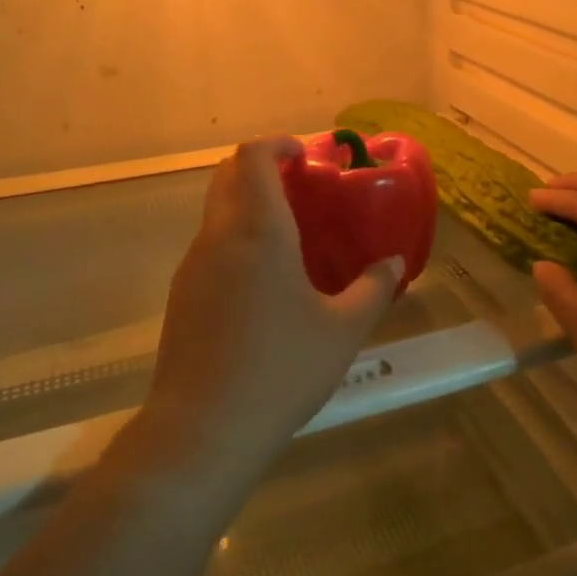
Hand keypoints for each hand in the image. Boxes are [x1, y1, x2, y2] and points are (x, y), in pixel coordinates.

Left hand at [135, 135, 403, 487]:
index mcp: (258, 230)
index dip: (277, 144)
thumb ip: (374, 289)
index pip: (252, 157)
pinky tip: (264, 281)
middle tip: (301, 186)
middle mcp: (219, 236)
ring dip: (248, 204)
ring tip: (290, 233)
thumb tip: (394, 264)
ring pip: (217, 210)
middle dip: (262, 168)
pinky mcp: (182, 295)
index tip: (305, 156)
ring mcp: (193, 265)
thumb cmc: (280, 370)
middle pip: (228, 175)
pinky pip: (210, 245)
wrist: (202, 431)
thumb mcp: (343, 331)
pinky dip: (236, 237)